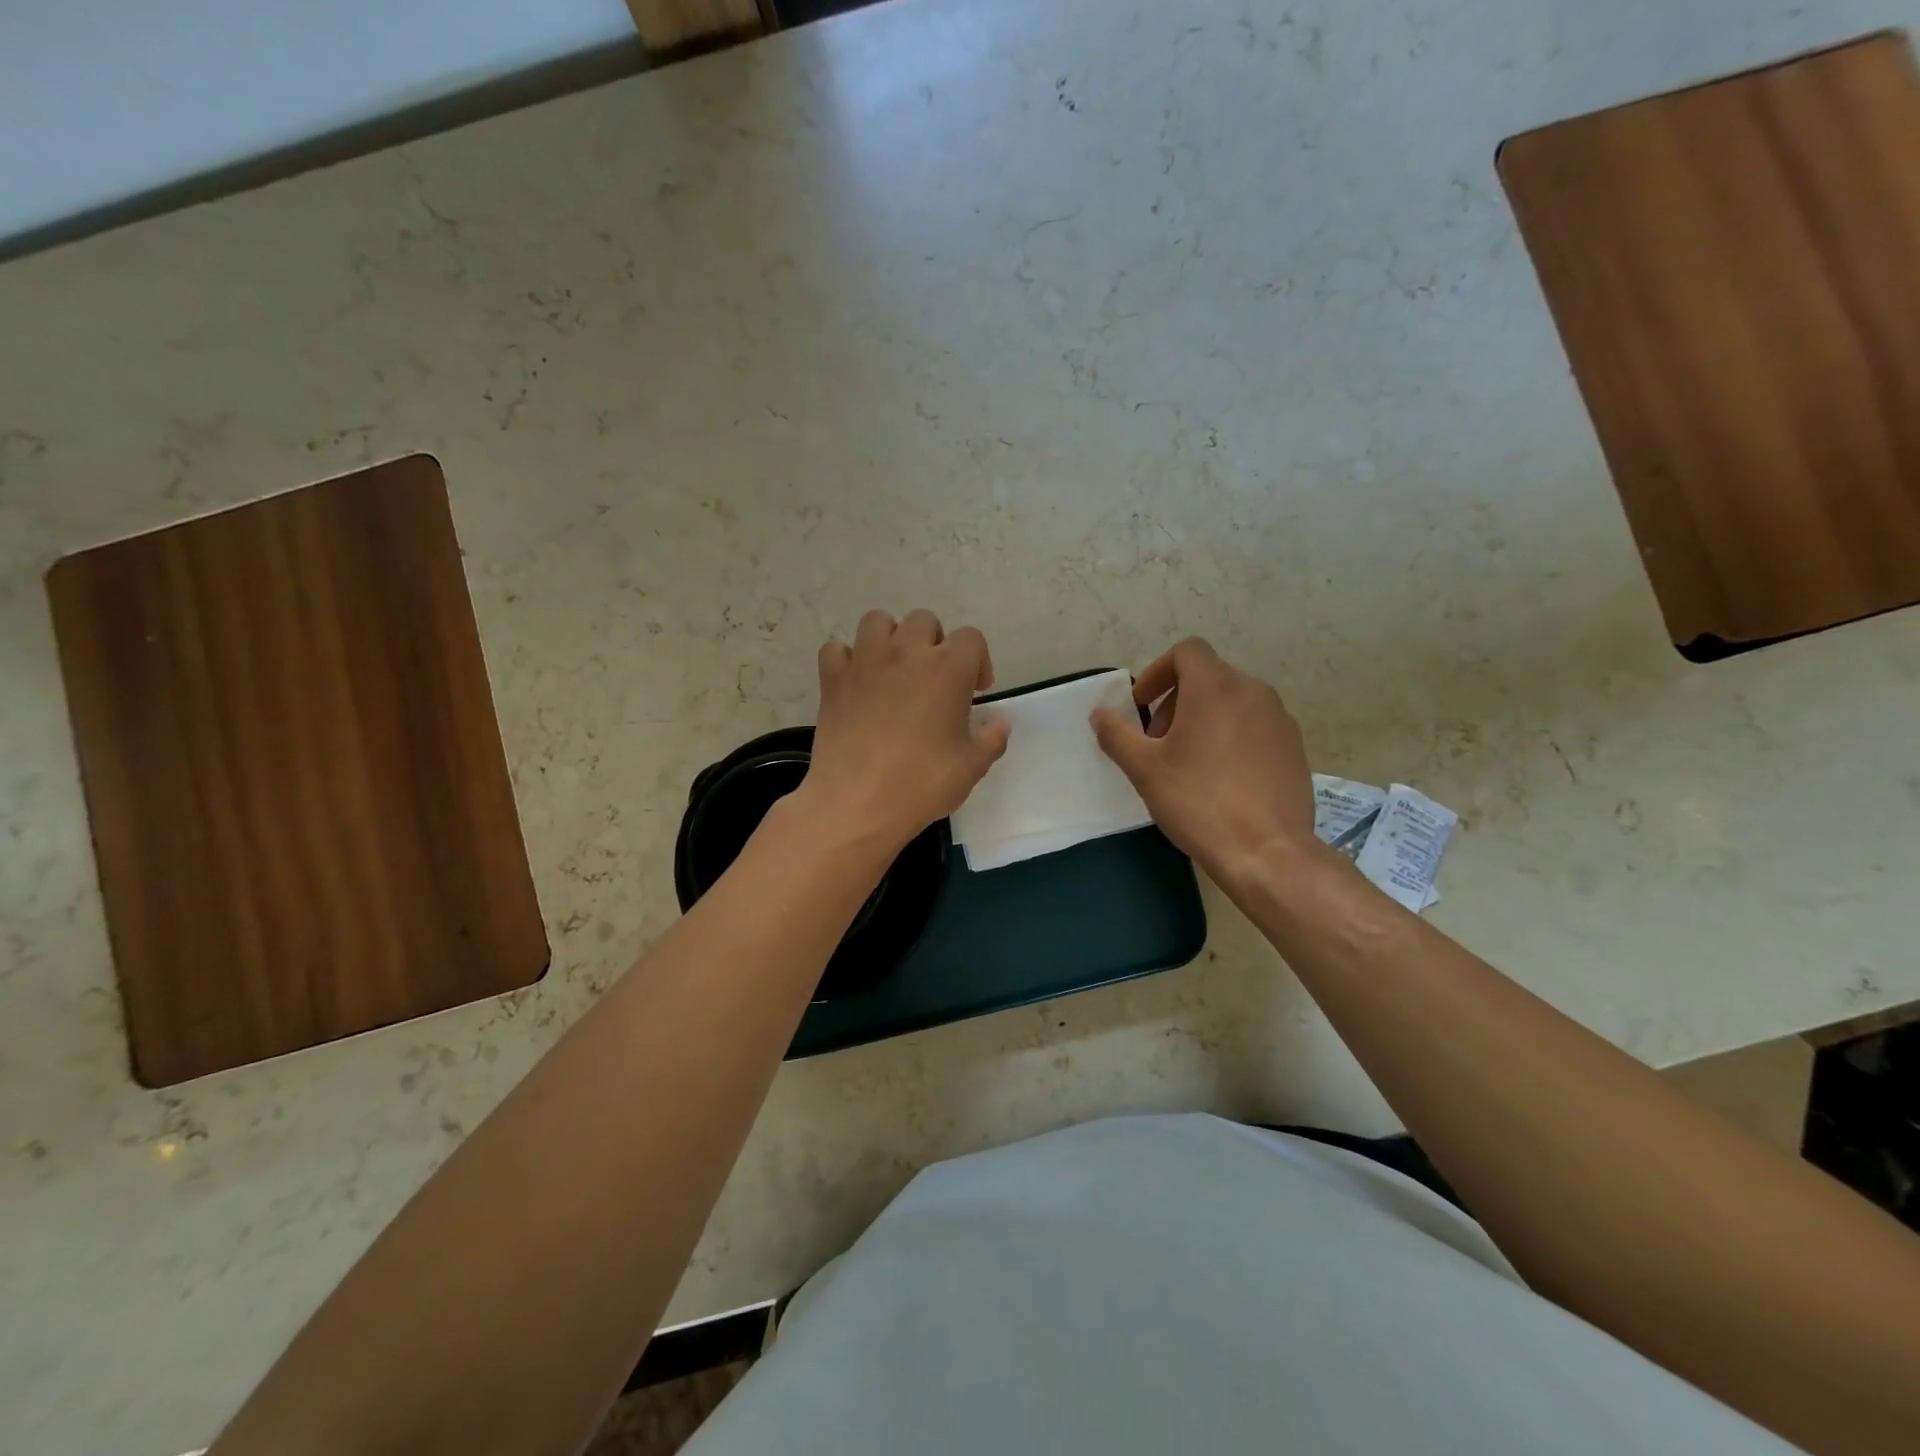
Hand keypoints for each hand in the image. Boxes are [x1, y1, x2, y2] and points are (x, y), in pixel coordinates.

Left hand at [800, 609, 1009, 852]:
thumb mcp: (971, 767)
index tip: (975, 692)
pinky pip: (837, 650)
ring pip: (878, 621)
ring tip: (894, 669)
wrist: (857, 803)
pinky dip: (847, 660)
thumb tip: (998, 724)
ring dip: (890, 638)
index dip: (978, 662)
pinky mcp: (832, 678)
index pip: (972, 639)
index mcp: (948, 668)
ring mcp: (865, 661)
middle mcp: (906, 652)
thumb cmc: (921, 784)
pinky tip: (856, 682)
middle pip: (924, 622)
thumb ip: (991, 739)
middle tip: (934, 680)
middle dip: (934, 644)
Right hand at [1091, 639, 1318, 886]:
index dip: (1158, 671)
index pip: (1187, 651)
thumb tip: (1100, 714)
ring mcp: (1279, 720)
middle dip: (1176, 701)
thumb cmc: (1198, 801)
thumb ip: (1116, 734)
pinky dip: (1231, 737)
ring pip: (1233, 702)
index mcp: (1215, 687)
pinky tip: (1221, 779)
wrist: (1267, 852)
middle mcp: (1253, 692)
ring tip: (1188, 762)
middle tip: (1158, 742)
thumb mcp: (1143, 768)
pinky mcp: (1295, 748)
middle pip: (1208, 677)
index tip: (1142, 706)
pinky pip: (1255, 727)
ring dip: (1203, 719)